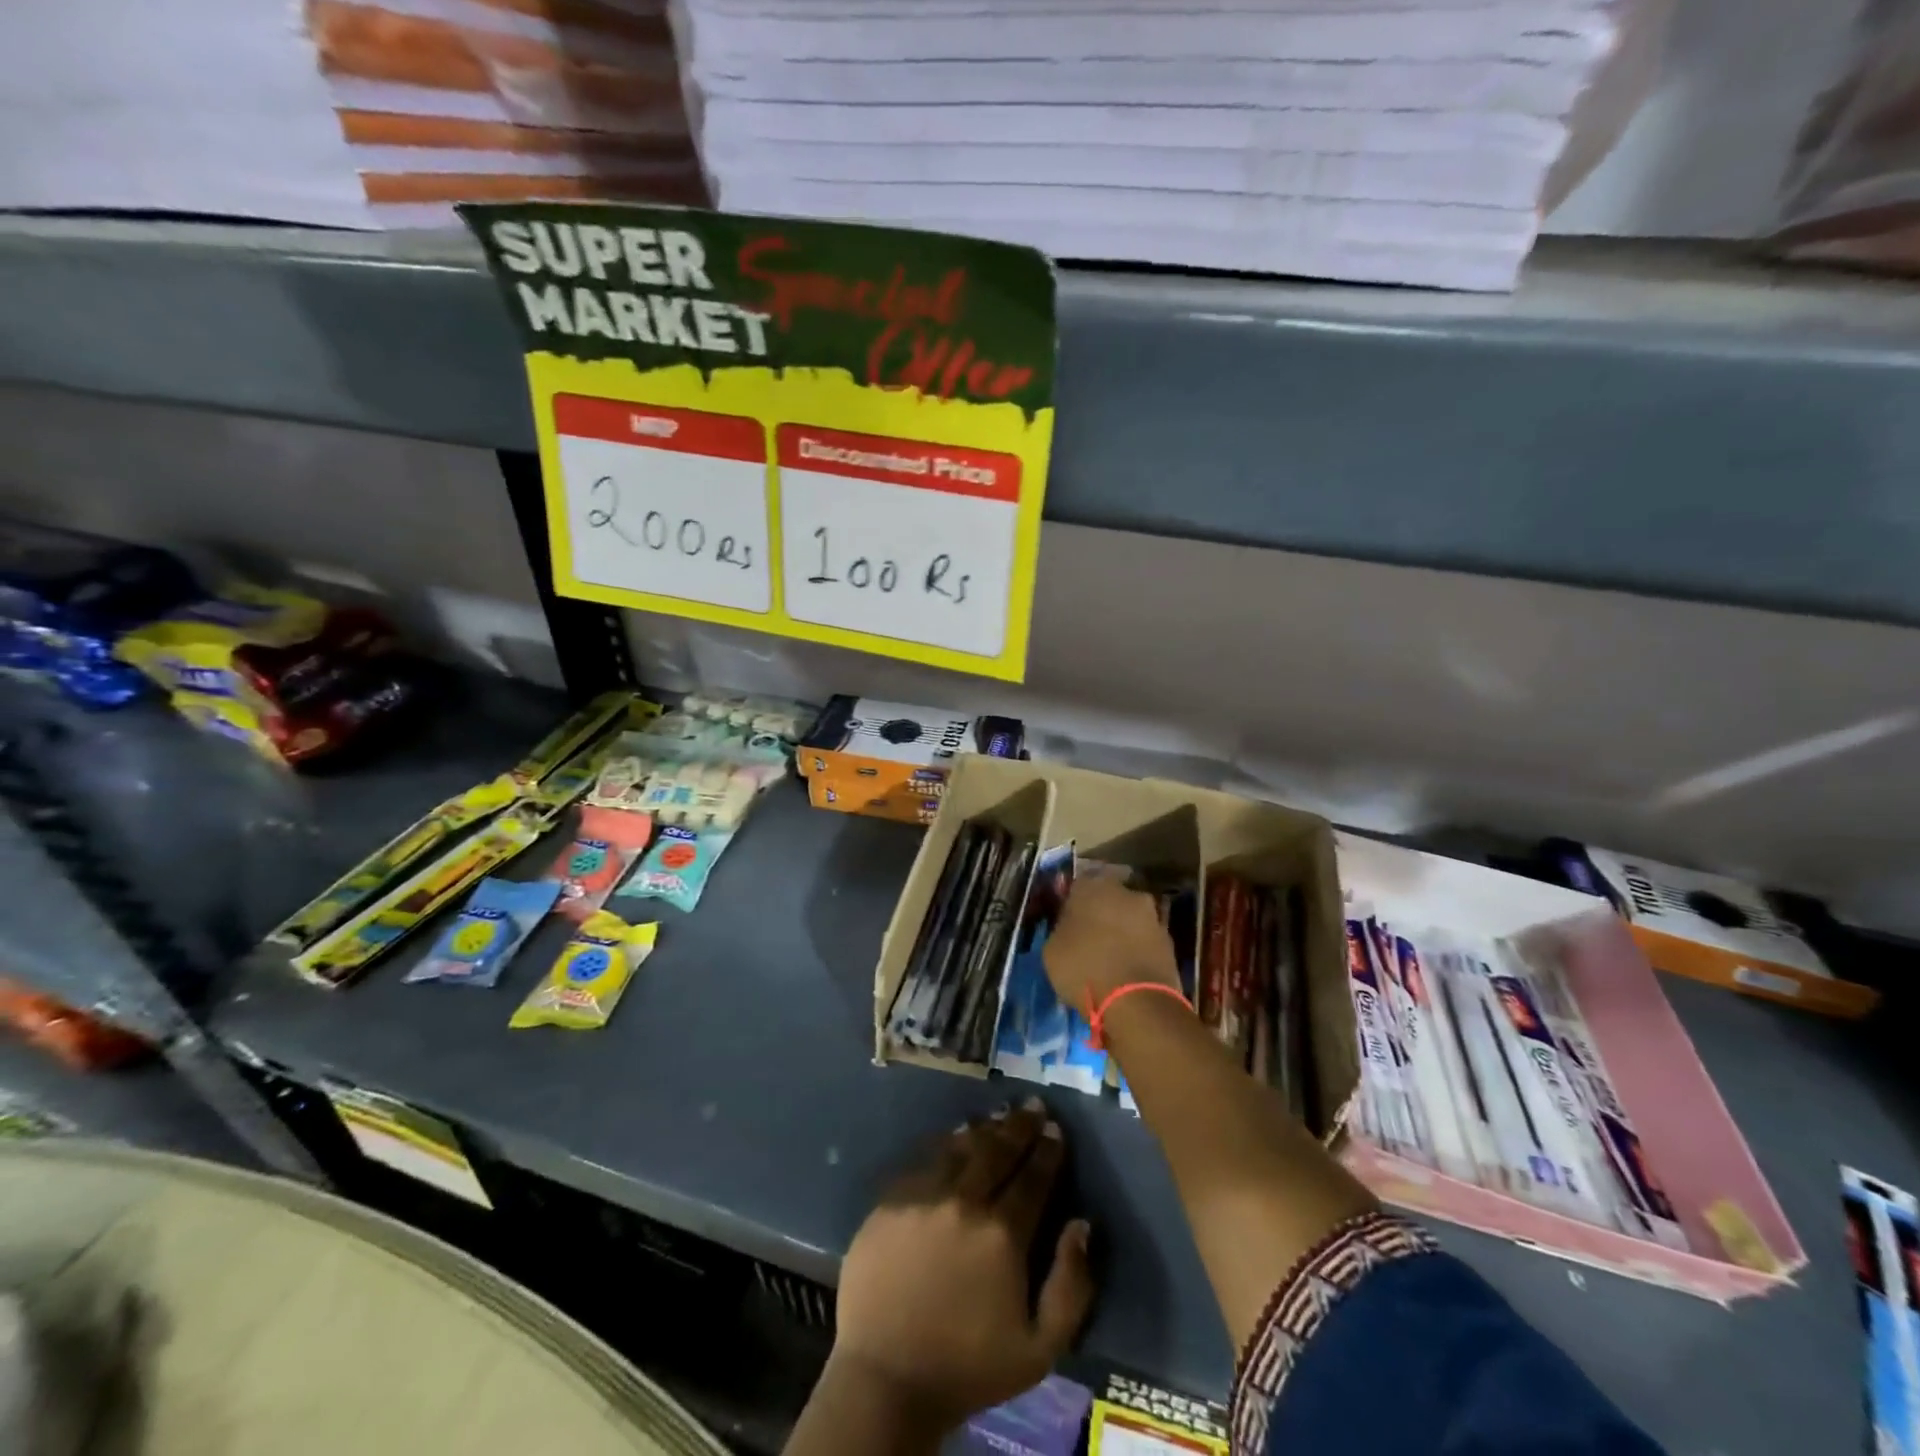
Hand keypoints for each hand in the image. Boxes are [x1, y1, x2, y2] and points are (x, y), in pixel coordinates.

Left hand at [828, 1100, 1094, 1433]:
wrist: (886, 1379)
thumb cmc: (968, 1367)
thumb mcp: (1039, 1349)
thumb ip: (1071, 1286)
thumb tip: (1081, 1224)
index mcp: (1002, 1234)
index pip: (1033, 1177)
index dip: (1048, 1151)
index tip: (1056, 1130)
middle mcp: (964, 1201)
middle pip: (998, 1150)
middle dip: (1021, 1126)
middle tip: (1034, 1106)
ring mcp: (923, 1195)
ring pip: (961, 1146)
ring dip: (986, 1128)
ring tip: (1001, 1114)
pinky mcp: (891, 1199)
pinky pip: (926, 1158)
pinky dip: (947, 1143)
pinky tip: (957, 1136)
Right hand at [1043, 874, 1179, 1012]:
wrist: (1137, 1002)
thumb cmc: (1084, 969)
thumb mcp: (1052, 949)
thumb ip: (1061, 928)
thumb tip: (1069, 924)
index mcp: (1092, 886)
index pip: (1077, 886)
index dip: (1071, 905)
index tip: (1066, 924)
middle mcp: (1126, 892)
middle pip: (1108, 899)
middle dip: (1100, 914)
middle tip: (1089, 939)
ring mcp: (1152, 915)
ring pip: (1130, 918)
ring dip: (1122, 931)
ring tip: (1110, 958)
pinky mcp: (1170, 941)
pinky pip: (1145, 940)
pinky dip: (1137, 949)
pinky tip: (1127, 970)